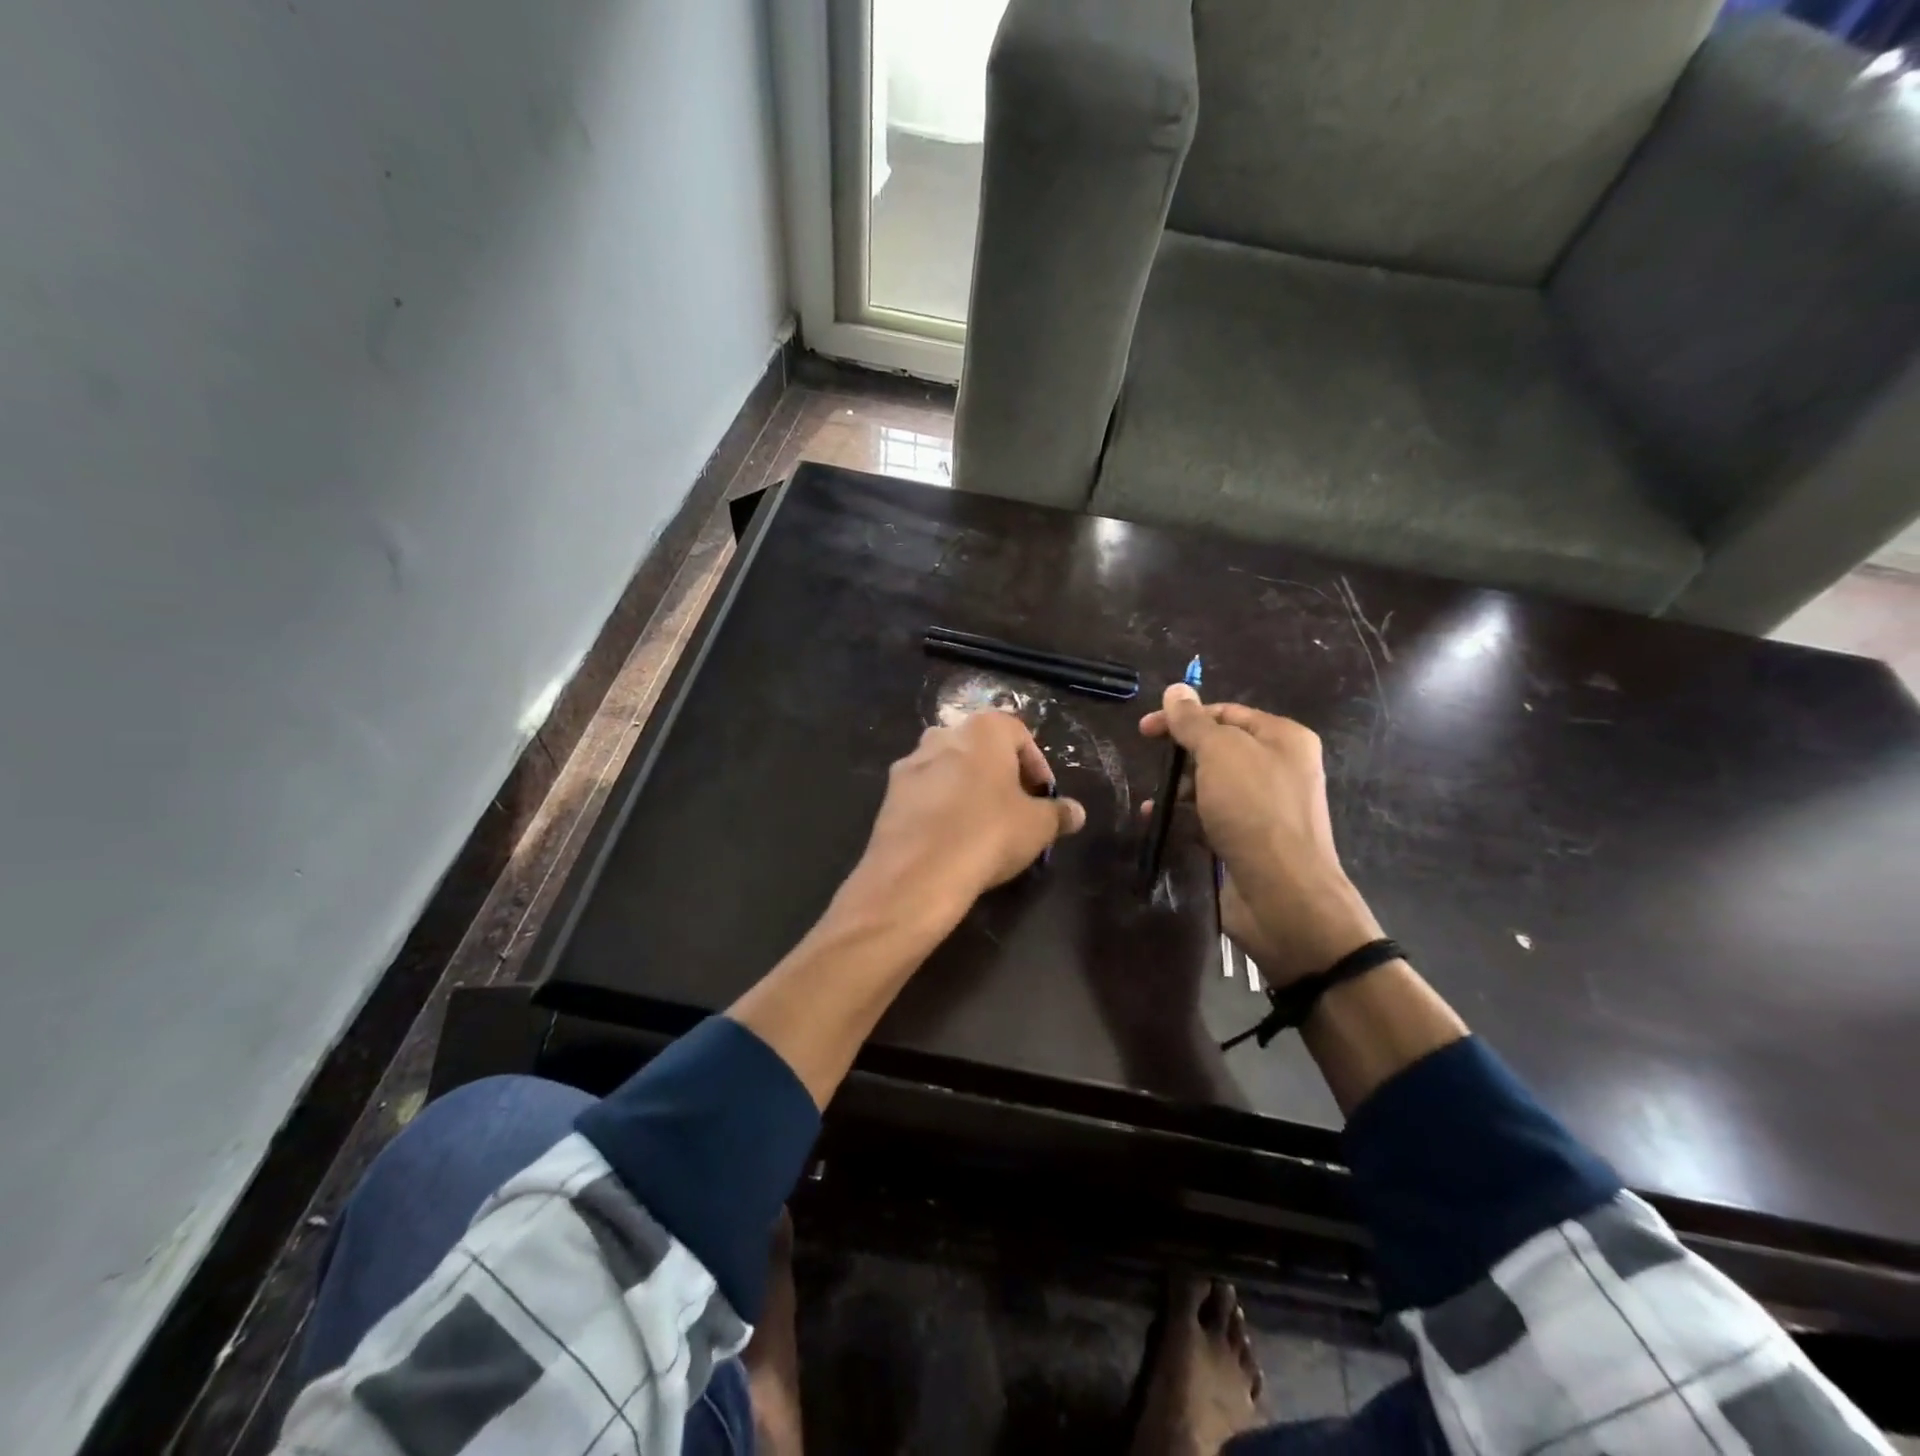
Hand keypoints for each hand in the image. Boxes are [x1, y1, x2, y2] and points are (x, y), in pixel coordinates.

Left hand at [839, 710, 1085, 931]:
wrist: (918, 872)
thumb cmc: (989, 834)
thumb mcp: (1038, 826)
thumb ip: (1058, 813)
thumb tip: (1075, 812)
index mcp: (983, 730)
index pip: (1019, 735)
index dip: (1037, 766)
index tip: (1044, 797)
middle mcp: (943, 734)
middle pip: (981, 749)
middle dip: (1000, 775)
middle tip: (1016, 809)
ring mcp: (911, 762)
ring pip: (949, 769)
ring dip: (968, 789)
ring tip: (983, 825)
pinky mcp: (889, 794)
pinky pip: (925, 793)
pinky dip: (940, 807)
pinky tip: (951, 838)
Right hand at [1141, 685, 1381, 985]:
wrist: (1284, 894)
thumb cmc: (1254, 811)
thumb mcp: (1220, 754)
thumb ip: (1193, 722)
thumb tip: (1176, 689)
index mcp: (1283, 738)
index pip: (1226, 713)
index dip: (1184, 716)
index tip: (1145, 730)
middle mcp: (1278, 768)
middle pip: (1219, 749)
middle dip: (1182, 755)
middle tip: (1151, 764)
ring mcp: (1265, 807)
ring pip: (1212, 785)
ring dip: (1179, 789)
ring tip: (1154, 801)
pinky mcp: (1250, 840)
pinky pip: (1212, 818)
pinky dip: (1186, 818)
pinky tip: (1161, 823)